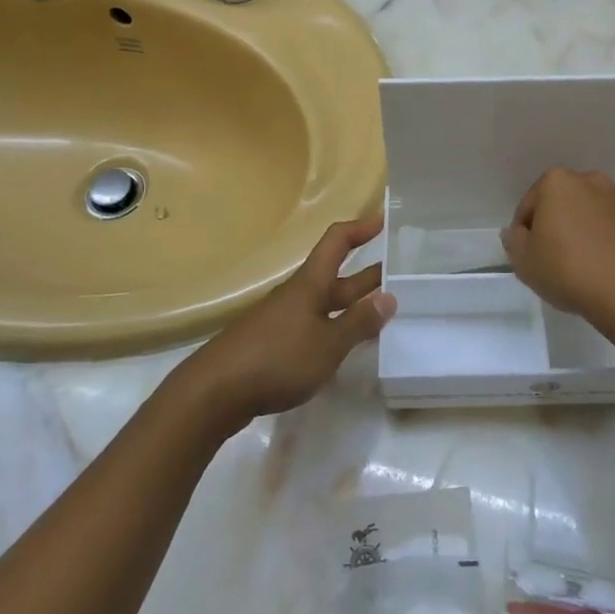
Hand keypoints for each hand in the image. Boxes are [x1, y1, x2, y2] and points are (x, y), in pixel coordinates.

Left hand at [182, 213, 395, 433]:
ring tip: (383, 313)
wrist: (214, 393)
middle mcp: (297, 295)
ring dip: (353, 305)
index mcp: (310, 285)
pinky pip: (313, 327)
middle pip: (335, 276)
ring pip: (326, 305)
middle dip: (367, 275)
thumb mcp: (327, 344)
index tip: (384, 220)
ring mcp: (283, 320)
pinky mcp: (273, 345)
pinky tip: (346, 348)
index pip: (337, 242)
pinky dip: (335, 330)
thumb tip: (389, 296)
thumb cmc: (276, 359)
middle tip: (400, 275)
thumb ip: (358, 322)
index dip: (360, 228)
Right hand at [502, 168, 614, 335]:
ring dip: (588, 230)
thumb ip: (514, 241)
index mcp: (558, 183)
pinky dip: (614, 241)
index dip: (525, 231)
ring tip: (587, 266)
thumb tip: (518, 232)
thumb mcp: (524, 262)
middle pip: (565, 203)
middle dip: (559, 224)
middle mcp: (592, 181)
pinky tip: (612, 268)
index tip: (529, 255)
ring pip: (595, 213)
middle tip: (556, 258)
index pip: (530, 204)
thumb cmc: (569, 272)